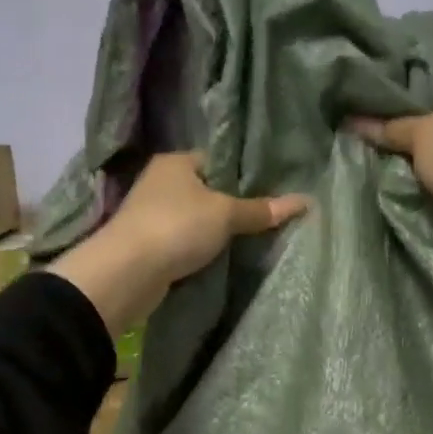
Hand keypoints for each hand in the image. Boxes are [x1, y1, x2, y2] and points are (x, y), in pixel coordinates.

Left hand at [48, 153, 308, 333]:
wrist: (127, 273)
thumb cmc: (177, 227)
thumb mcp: (225, 214)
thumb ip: (261, 210)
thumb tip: (305, 201)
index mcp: (176, 162)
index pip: (217, 160)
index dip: (244, 174)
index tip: (271, 189)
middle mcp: (160, 182)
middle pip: (207, 191)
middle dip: (233, 206)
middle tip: (268, 217)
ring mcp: (152, 214)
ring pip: (196, 219)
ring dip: (216, 231)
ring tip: (252, 239)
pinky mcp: (150, 245)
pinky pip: (185, 242)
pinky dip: (201, 250)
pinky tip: (224, 258)